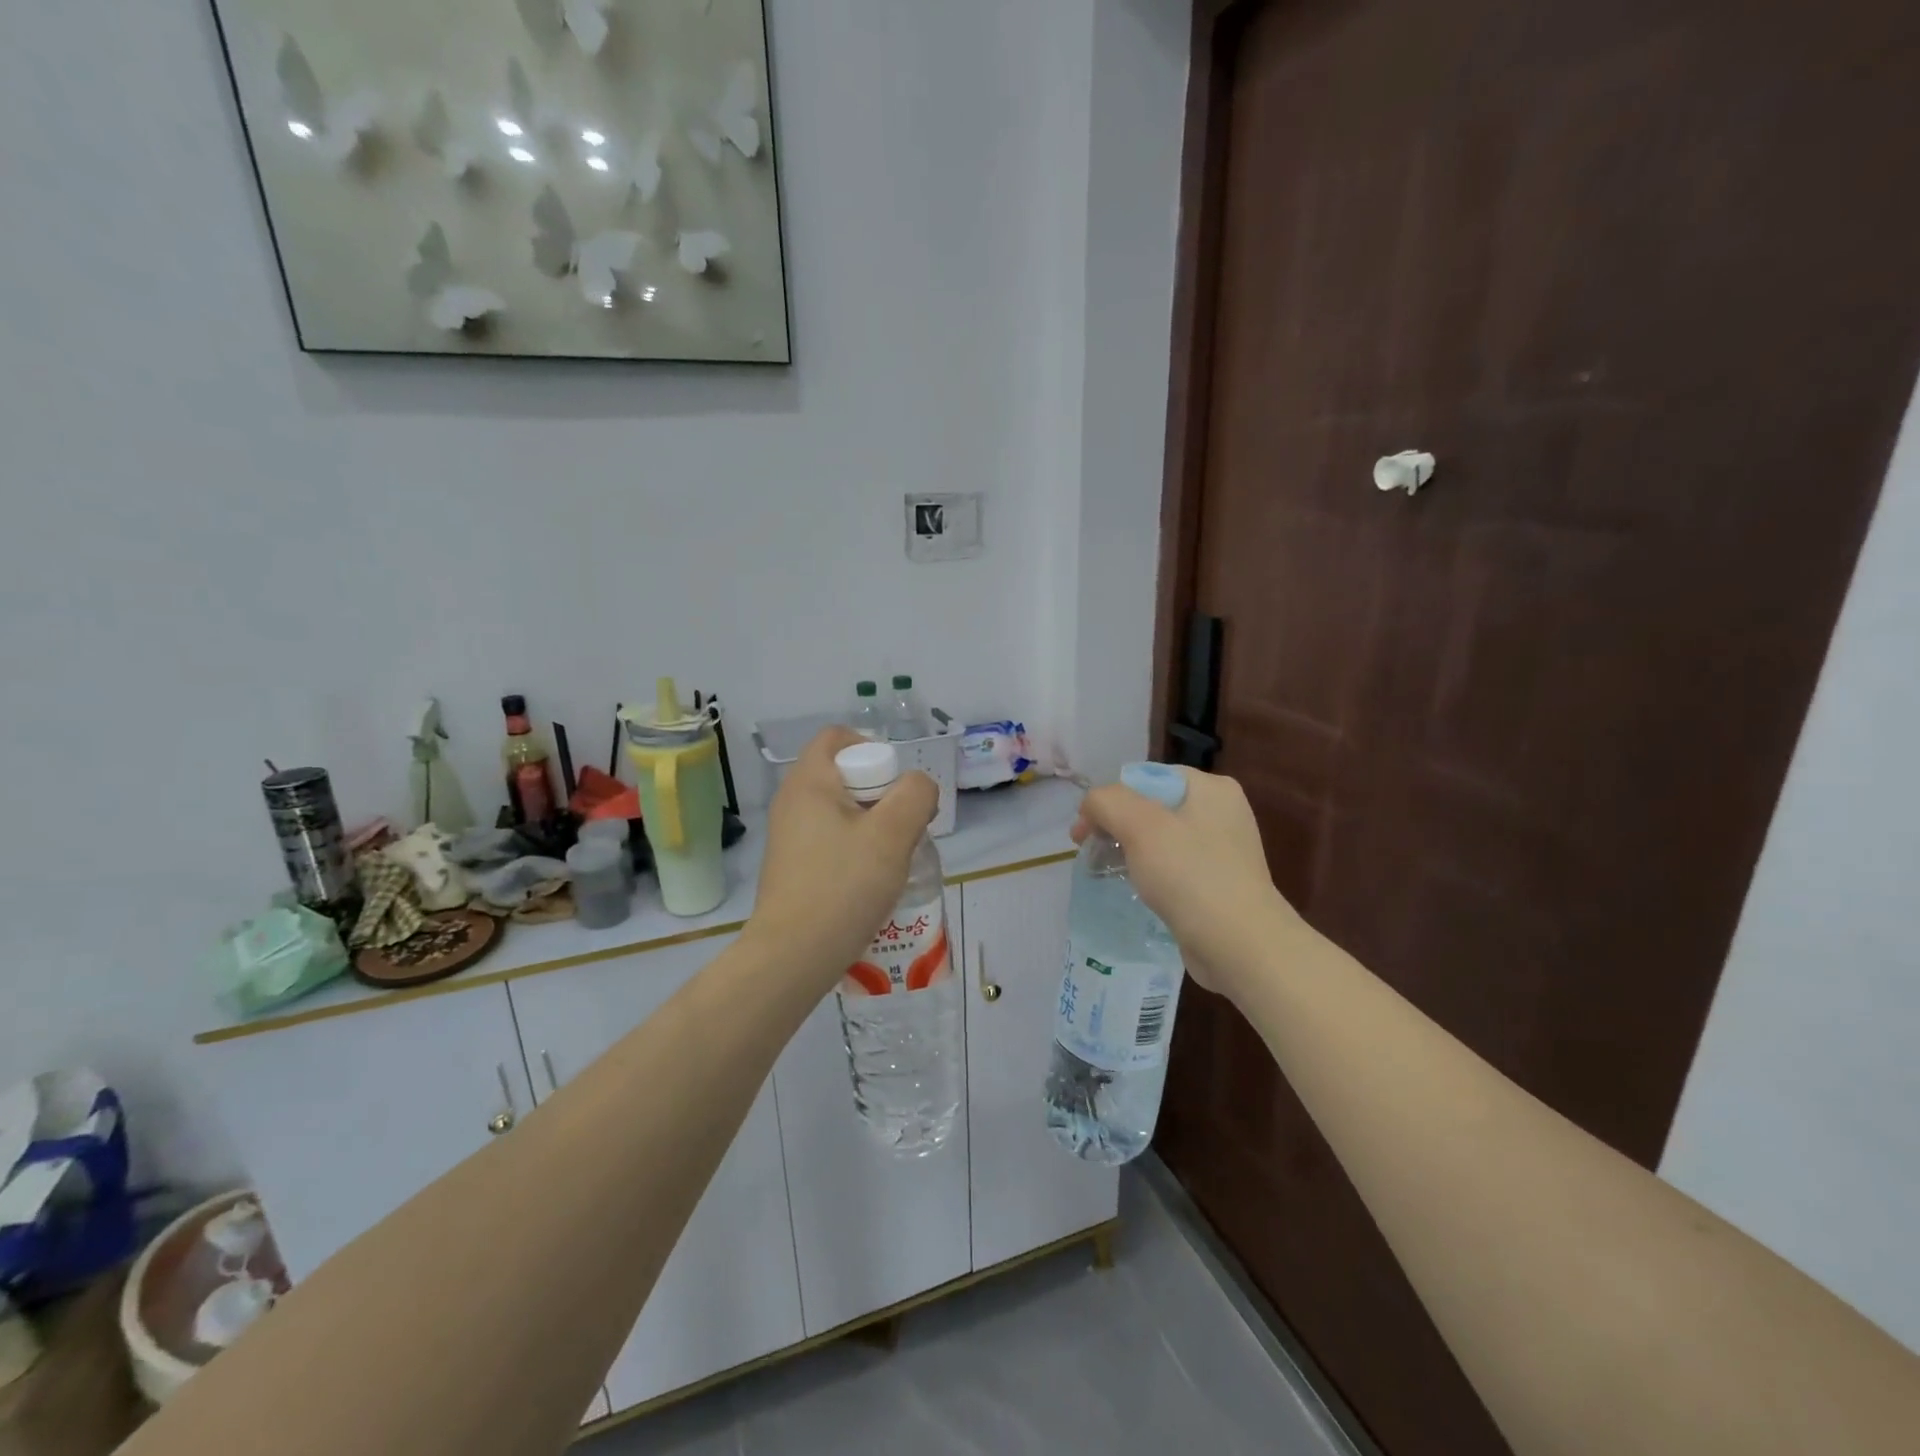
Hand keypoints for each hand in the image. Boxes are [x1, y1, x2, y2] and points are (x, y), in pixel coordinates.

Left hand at [748, 727, 938, 990]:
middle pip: (846, 775)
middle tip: (905, 828)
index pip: (838, 738)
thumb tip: (917, 787)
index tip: (898, 788)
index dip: (875, 750)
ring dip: (875, 827)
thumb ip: (915, 795)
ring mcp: (790, 836)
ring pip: (843, 812)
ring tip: (895, 859)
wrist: (793, 956)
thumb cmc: (843, 886)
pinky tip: (874, 882)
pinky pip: (833, 841)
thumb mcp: (892, 834)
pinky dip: (857, 850)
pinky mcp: (794, 866)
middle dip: (883, 795)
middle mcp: (793, 802)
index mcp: (809, 782)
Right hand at [1074, 768, 1301, 996]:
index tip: (1084, 832)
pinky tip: (1133, 891)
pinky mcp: (1218, 884)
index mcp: (1211, 789)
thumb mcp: (1140, 825)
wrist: (1240, 945)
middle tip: (1089, 853)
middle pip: (1151, 808)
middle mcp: (1221, 813)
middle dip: (1115, 826)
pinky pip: (1173, 868)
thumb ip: (1107, 802)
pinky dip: (1149, 875)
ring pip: (1160, 840)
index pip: (1145, 778)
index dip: (1109, 800)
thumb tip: (1091, 807)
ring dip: (1128, 851)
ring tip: (1104, 872)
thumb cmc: (1190, 875)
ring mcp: (1223, 851)